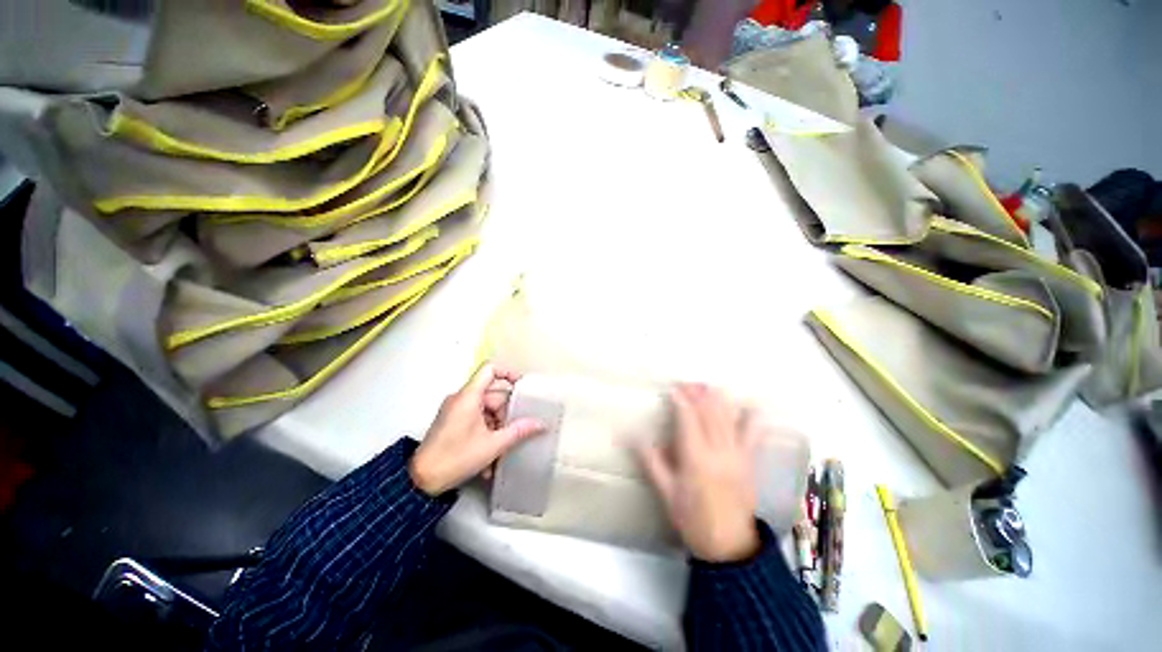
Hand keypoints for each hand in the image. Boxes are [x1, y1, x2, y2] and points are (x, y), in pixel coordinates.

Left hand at [410, 364, 543, 496]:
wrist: (425, 475)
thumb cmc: (457, 457)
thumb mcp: (493, 446)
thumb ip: (518, 431)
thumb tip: (540, 424)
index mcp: (468, 397)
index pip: (490, 370)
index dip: (509, 374)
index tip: (525, 389)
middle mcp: (460, 399)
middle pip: (491, 397)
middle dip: (506, 416)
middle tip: (518, 434)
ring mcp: (454, 412)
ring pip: (485, 414)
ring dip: (496, 433)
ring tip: (502, 455)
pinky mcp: (451, 425)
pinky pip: (474, 424)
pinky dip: (484, 438)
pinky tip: (489, 463)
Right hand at [638, 383, 760, 562]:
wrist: (726, 540)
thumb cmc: (692, 520)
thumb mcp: (666, 494)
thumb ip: (652, 463)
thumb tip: (632, 436)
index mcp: (695, 460)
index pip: (688, 420)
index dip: (680, 401)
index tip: (671, 389)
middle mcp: (719, 451)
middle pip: (710, 413)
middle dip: (699, 394)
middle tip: (688, 384)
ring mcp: (738, 453)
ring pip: (729, 418)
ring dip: (719, 399)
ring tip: (709, 387)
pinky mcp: (750, 459)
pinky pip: (753, 431)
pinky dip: (750, 416)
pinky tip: (746, 405)